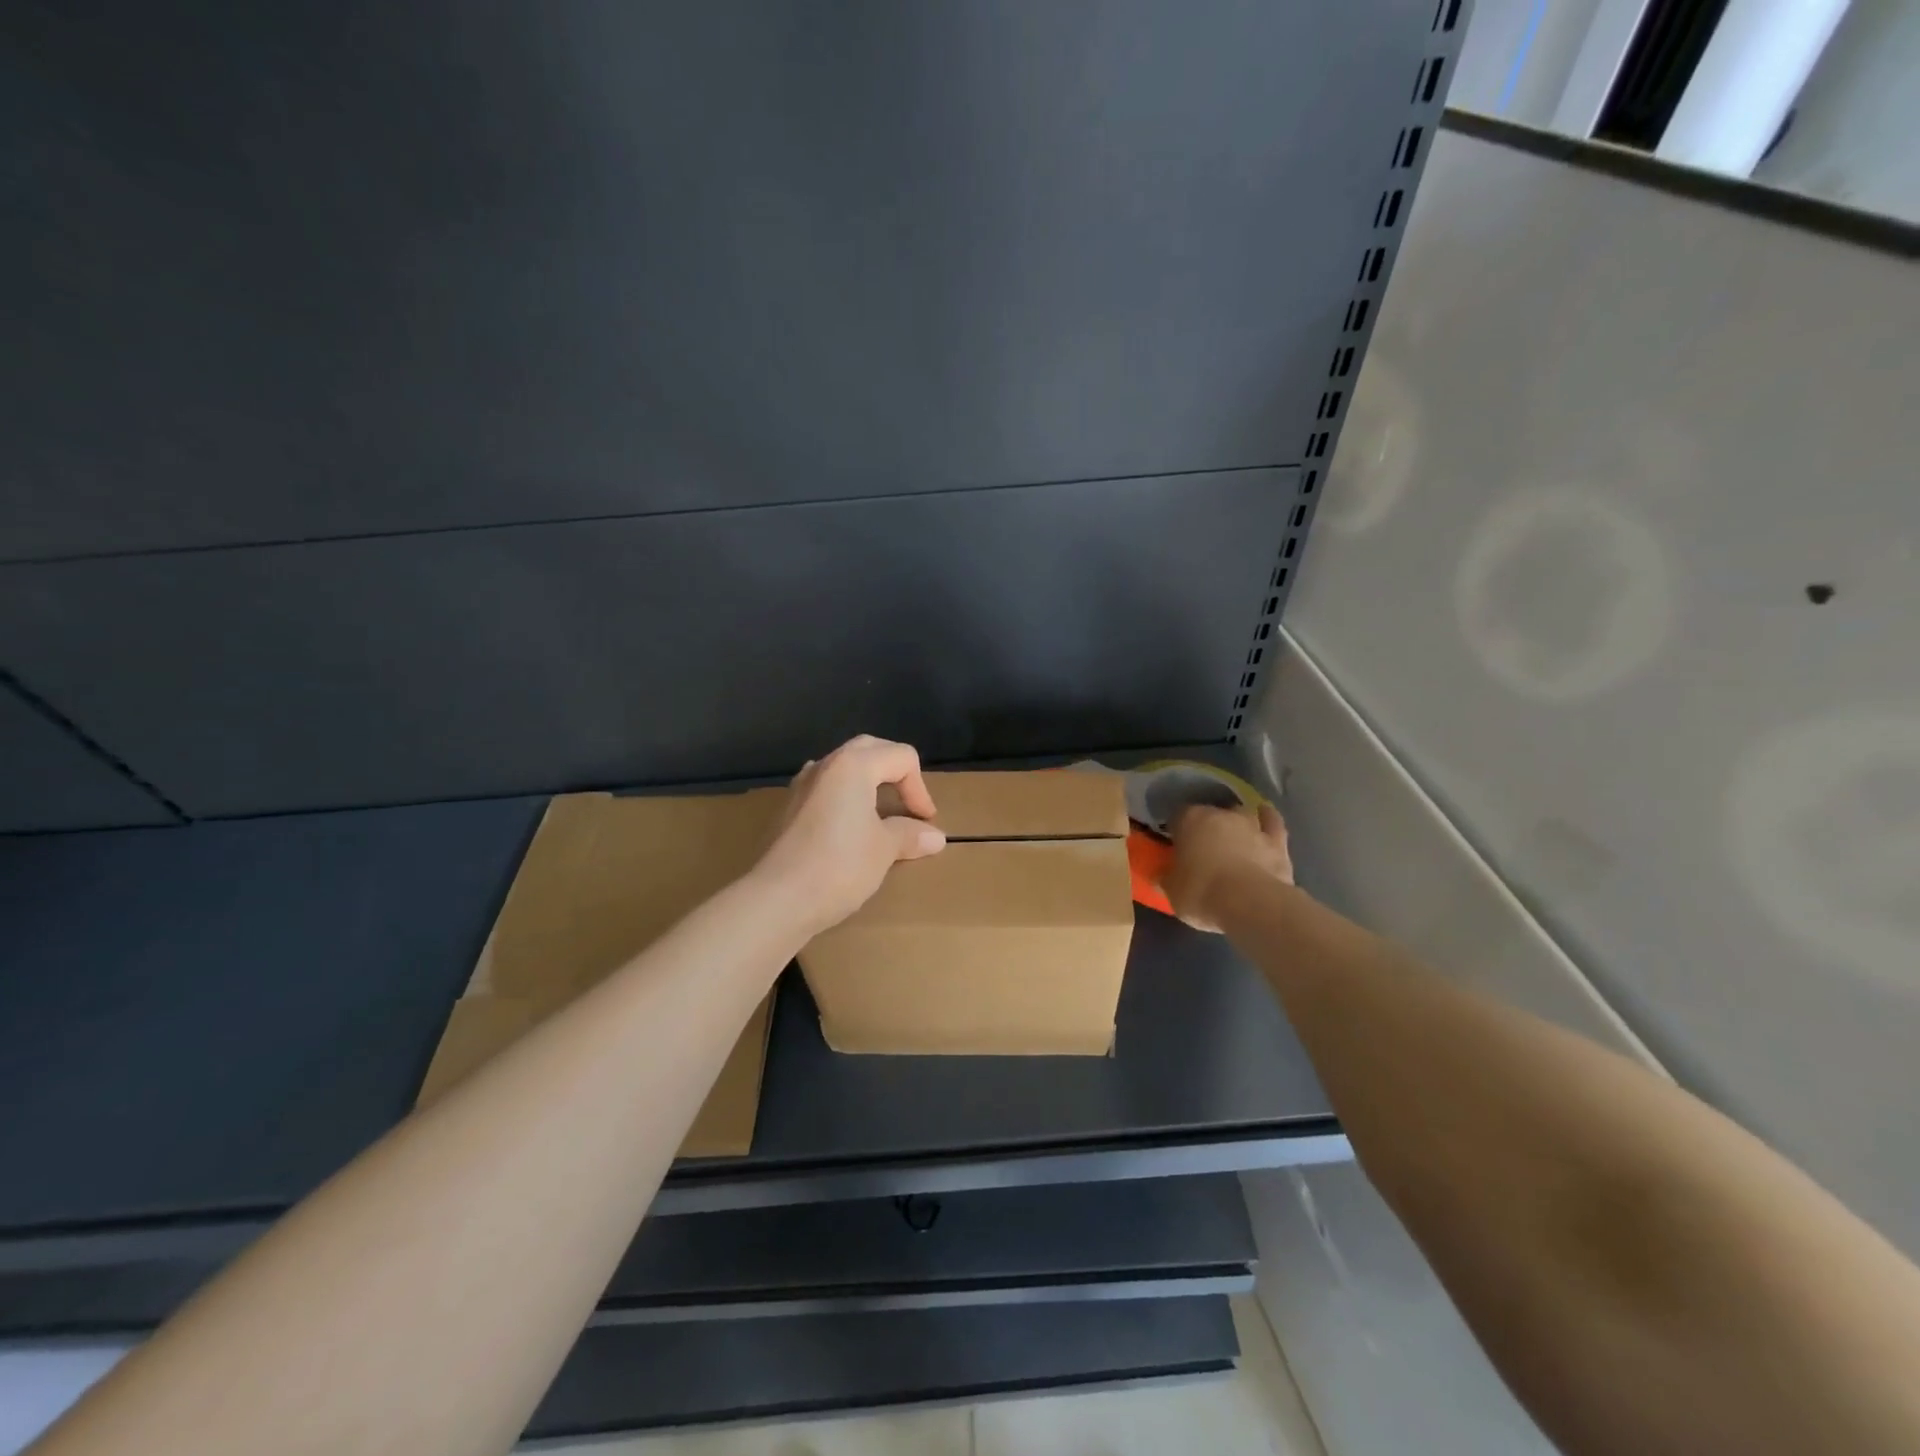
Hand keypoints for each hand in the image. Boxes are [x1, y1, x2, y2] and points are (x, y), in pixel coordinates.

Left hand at [753, 735, 946, 938]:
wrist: (777, 900)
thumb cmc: (839, 866)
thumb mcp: (883, 850)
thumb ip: (909, 835)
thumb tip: (936, 837)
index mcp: (853, 765)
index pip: (901, 757)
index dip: (920, 788)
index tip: (925, 822)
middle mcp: (825, 765)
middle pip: (871, 750)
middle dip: (896, 773)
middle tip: (908, 803)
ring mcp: (801, 785)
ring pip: (843, 768)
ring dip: (868, 783)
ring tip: (880, 813)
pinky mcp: (787, 809)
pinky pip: (825, 789)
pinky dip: (845, 798)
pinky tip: (848, 827)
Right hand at [1164, 802, 1292, 932]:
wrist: (1250, 904)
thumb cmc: (1201, 893)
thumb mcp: (1172, 891)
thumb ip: (1166, 878)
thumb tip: (1161, 875)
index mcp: (1189, 820)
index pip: (1178, 816)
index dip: (1176, 830)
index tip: (1175, 844)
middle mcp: (1220, 815)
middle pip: (1210, 813)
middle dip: (1206, 826)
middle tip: (1202, 845)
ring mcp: (1251, 825)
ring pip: (1241, 814)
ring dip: (1236, 822)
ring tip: (1232, 834)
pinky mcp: (1277, 841)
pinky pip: (1272, 822)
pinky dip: (1268, 818)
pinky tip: (1265, 814)